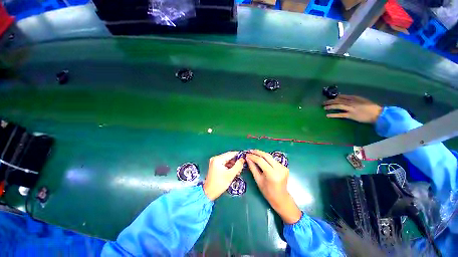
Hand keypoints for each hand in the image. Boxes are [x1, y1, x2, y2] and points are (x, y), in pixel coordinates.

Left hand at [203, 152, 244, 200]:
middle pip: (229, 157)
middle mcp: (215, 158)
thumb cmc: (219, 184)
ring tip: (238, 171)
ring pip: (227, 160)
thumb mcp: (231, 174)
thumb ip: (238, 165)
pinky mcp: (215, 166)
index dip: (238, 155)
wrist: (209, 193)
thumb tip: (243, 159)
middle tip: (242, 166)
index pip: (230, 154)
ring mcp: (215, 162)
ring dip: (233, 165)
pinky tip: (234, 171)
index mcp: (218, 159)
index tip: (245, 157)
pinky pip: (224, 163)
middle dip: (236, 161)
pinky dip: (229, 167)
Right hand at [246, 150, 301, 223]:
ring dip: (261, 154)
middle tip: (250, 151)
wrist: (281, 198)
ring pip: (270, 157)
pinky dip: (266, 158)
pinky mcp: (284, 166)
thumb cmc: (267, 192)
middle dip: (257, 152)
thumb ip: (253, 168)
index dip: (253, 156)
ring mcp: (283, 167)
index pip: (261, 161)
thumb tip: (247, 158)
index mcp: (272, 174)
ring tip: (254, 153)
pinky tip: (261, 158)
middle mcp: (279, 169)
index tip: (247, 154)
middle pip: (266, 156)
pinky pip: (273, 160)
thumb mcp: (258, 180)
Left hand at [323, 95, 382, 122]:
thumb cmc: (370, 107)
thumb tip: (343, 98)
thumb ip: (353, 99)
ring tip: (324, 107)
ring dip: (330, 106)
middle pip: (338, 100)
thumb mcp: (362, 100)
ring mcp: (351, 109)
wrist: (377, 114)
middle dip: (330, 101)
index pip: (342, 96)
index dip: (334, 97)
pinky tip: (327, 115)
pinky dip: (333, 115)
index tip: (329, 98)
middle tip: (323, 103)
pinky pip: (340, 115)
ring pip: (338, 106)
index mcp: (354, 98)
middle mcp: (352, 102)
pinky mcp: (351, 115)